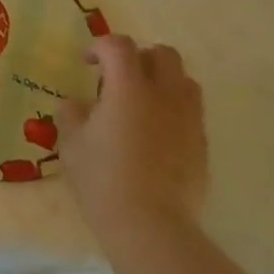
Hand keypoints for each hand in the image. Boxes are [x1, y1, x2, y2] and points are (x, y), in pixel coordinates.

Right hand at [58, 35, 208, 257]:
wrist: (151, 227)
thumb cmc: (103, 179)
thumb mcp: (71, 143)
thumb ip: (72, 114)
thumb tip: (78, 105)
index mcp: (129, 88)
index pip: (119, 46)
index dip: (100, 46)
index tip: (87, 63)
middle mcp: (164, 96)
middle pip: (163, 54)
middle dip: (139, 57)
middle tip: (118, 78)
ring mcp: (188, 121)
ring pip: (184, 81)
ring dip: (161, 81)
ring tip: (140, 103)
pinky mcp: (202, 146)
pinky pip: (191, 113)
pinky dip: (172, 111)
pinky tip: (153, 134)